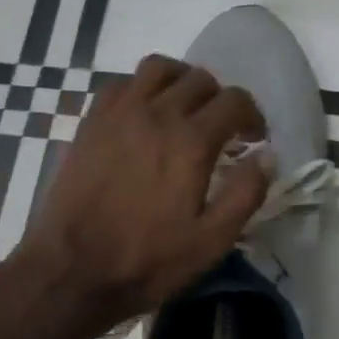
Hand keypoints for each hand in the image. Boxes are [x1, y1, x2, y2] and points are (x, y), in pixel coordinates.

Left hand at [15, 55, 269, 327]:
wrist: (71, 271)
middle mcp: (156, 114)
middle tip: (222, 130)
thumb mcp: (212, 241)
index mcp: (191, 141)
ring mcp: (119, 114)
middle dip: (220, 100)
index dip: (253, 116)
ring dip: (181, 81)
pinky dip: (141, 88)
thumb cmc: (147, 260)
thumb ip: (246, 194)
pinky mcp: (90, 122)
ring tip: (184, 109)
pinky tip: (144, 115)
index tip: (253, 140)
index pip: (235, 101)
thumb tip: (267, 156)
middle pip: (200, 79)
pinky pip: (121, 83)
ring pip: (159, 68)